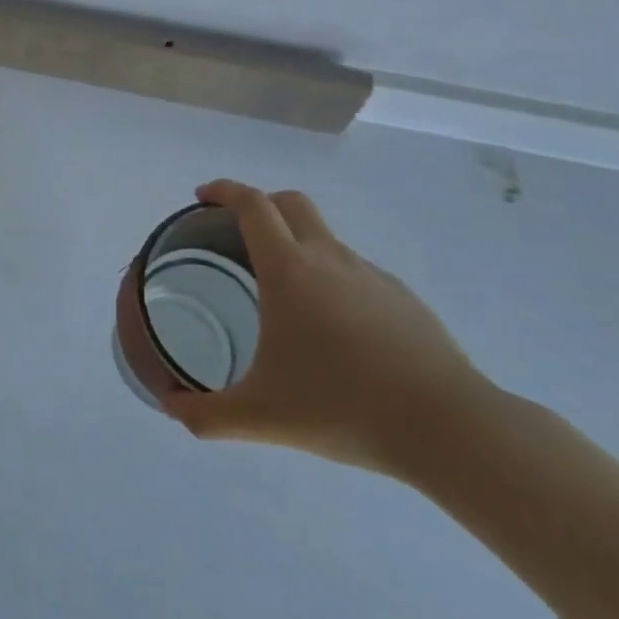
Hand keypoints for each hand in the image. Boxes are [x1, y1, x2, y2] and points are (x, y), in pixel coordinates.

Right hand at [165, 181, 492, 477]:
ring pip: (325, 238)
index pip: (252, 205)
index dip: (224, 190)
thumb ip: (205, 414)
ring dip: (296, 244)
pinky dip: (331, 279)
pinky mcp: (404, 299)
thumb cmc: (343, 408)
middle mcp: (329, 259)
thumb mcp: (260, 417)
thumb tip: (170, 407)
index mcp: (289, 271)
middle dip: (259, 204)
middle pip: (290, 203)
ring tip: (283, 294)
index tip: (203, 197)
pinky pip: (355, 272)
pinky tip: (333, 331)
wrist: (449, 428)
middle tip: (236, 232)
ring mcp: (372, 276)